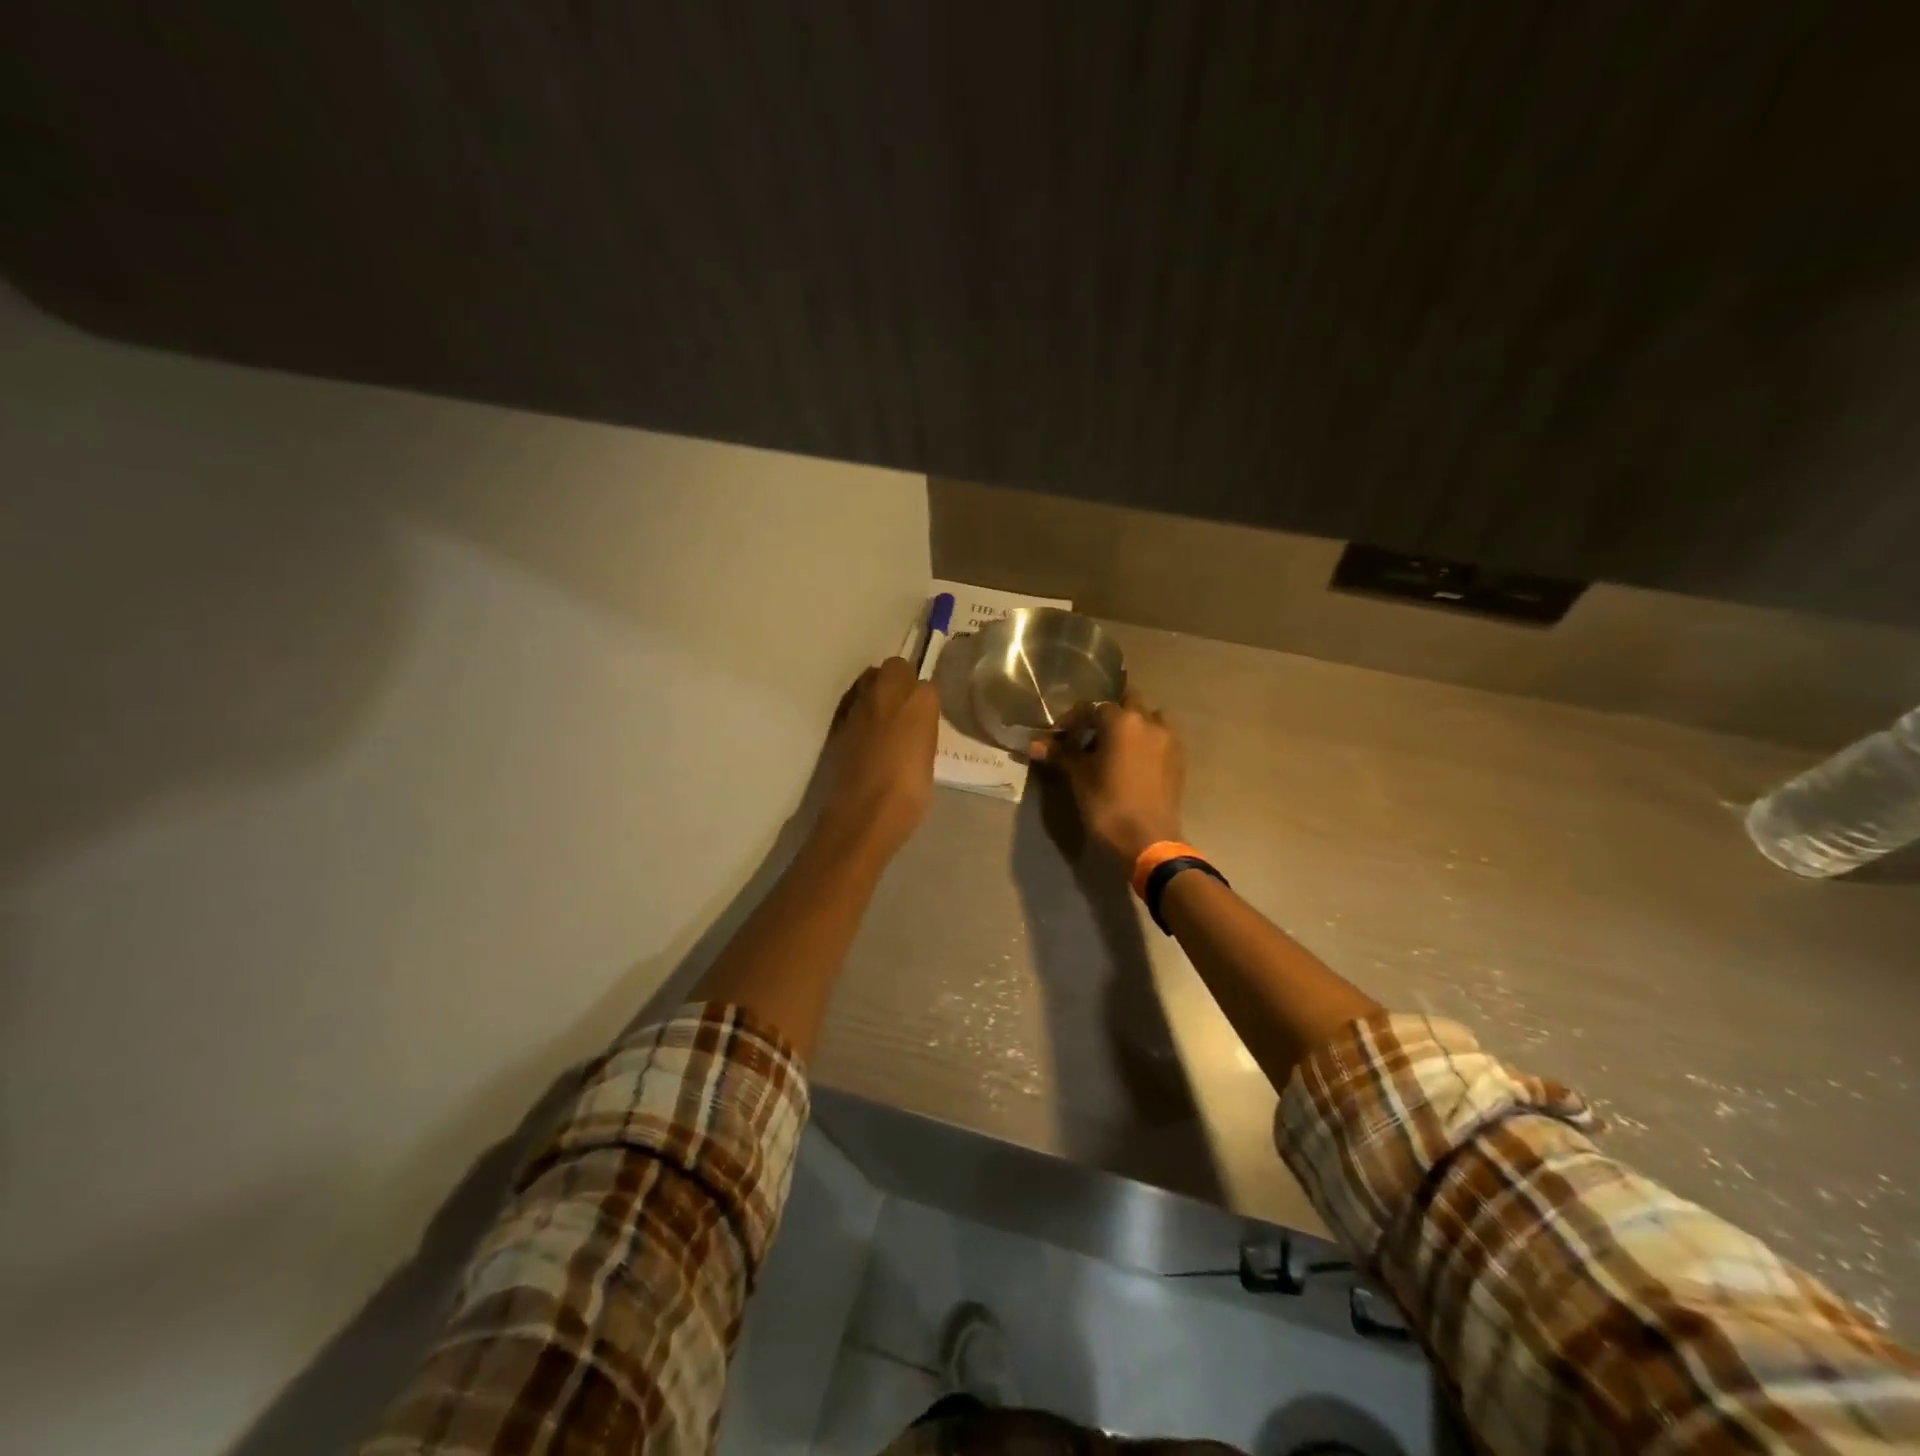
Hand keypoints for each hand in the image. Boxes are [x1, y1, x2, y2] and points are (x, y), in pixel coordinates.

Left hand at [815, 657, 939, 865]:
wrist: (863, 815)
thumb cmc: (909, 792)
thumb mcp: (928, 759)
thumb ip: (922, 731)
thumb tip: (915, 725)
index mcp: (919, 701)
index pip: (925, 684)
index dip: (924, 699)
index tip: (926, 716)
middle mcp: (886, 693)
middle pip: (894, 668)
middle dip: (899, 681)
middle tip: (905, 709)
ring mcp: (858, 707)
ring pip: (869, 681)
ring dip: (877, 693)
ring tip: (885, 721)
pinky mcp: (838, 724)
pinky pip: (853, 705)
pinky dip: (860, 713)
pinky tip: (867, 736)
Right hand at [1029, 688, 1185, 865]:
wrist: (1147, 840)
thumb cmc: (1107, 804)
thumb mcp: (1079, 777)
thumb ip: (1061, 754)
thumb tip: (1035, 744)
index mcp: (1121, 721)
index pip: (1092, 708)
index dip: (1073, 720)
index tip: (1060, 736)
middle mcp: (1148, 721)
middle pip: (1127, 702)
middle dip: (1108, 715)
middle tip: (1092, 736)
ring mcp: (1168, 739)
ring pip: (1150, 717)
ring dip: (1134, 724)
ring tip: (1118, 745)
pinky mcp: (1179, 758)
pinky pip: (1162, 737)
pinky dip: (1148, 741)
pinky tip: (1135, 761)